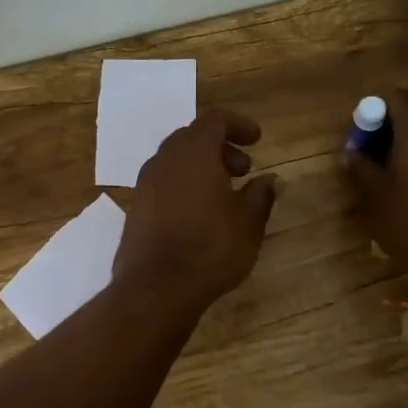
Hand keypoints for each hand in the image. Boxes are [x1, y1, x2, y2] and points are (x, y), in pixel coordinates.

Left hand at [113, 109, 277, 308]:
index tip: (257, 139)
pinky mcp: (136, 206)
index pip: (215, 120)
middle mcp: (165, 159)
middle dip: (221, 147)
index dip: (238, 125)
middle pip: (193, 137)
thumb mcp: (247, 223)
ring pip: (176, 159)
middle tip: (243, 170)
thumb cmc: (209, 248)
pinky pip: (164, 181)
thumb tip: (271, 180)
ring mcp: (145, 182)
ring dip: (201, 166)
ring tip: (225, 193)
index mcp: (193, 152)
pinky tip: (200, 212)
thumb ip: (260, 196)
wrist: (155, 287)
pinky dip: (184, 183)